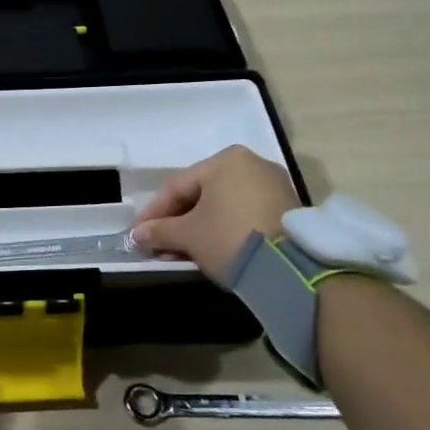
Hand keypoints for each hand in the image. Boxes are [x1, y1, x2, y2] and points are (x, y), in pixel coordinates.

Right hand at [131, 146, 299, 277]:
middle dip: (177, 223)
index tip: (138, 233)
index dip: (154, 212)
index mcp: (225, 160)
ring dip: (199, 229)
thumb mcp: (188, 236)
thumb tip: (138, 235)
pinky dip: (224, 231)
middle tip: (159, 245)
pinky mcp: (289, 210)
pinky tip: (211, 251)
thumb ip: (159, 231)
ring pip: (223, 207)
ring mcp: (274, 187)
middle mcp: (252, 164)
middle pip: (202, 195)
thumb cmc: (229, 237)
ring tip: (182, 253)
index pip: (178, 186)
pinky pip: (244, 215)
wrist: (291, 268)